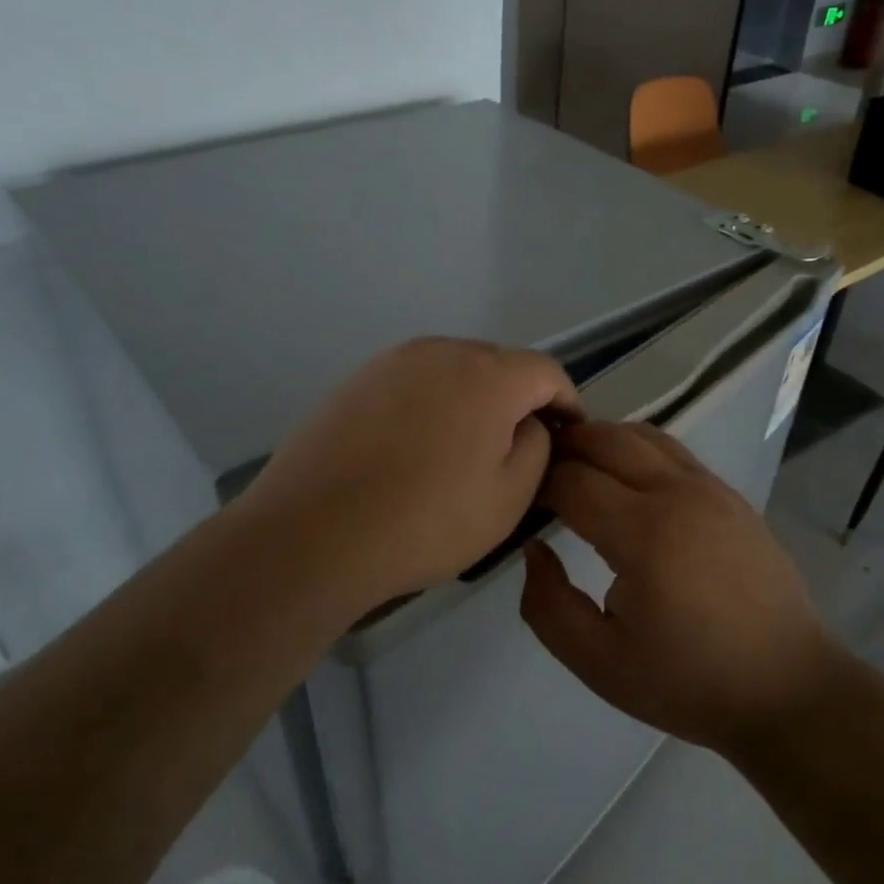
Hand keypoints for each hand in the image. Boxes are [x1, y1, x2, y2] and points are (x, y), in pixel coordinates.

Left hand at [240, 338, 581, 607]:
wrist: (313, 533)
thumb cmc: (426, 521)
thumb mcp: (509, 497)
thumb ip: (537, 447)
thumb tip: (529, 423)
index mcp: (488, 374)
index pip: (546, 371)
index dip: (566, 402)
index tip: (569, 436)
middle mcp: (441, 350)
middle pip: (498, 364)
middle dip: (518, 399)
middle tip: (516, 447)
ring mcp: (391, 361)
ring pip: (452, 371)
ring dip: (471, 400)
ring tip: (463, 449)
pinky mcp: (355, 380)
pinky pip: (412, 383)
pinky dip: (428, 405)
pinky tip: (413, 448)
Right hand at [520, 421, 841, 755]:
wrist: (787, 689)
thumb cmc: (690, 682)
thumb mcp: (598, 663)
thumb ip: (548, 605)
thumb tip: (535, 549)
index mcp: (645, 534)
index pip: (572, 479)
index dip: (537, 482)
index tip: (519, 500)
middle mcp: (678, 494)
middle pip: (606, 438)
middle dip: (564, 446)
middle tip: (538, 471)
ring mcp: (711, 488)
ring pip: (643, 434)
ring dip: (601, 439)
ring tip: (576, 466)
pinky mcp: (731, 495)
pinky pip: (673, 451)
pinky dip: (637, 449)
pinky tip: (626, 480)